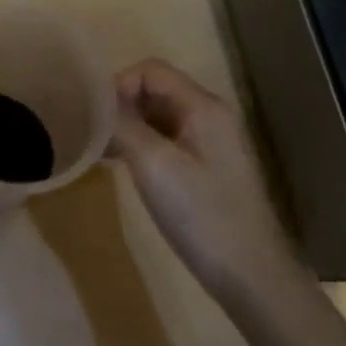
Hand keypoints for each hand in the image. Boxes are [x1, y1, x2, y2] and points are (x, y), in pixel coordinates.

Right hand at [110, 59, 298, 297]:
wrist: (251, 275)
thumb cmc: (201, 214)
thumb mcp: (153, 164)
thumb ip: (122, 125)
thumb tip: (95, 101)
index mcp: (202, 106)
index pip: (150, 70)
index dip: (118, 85)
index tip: (94, 118)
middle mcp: (210, 115)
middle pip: (155, 89)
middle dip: (121, 106)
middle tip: (94, 136)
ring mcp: (211, 142)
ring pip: (158, 116)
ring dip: (128, 126)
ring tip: (103, 153)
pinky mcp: (207, 167)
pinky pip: (167, 139)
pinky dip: (142, 144)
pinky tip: (124, 167)